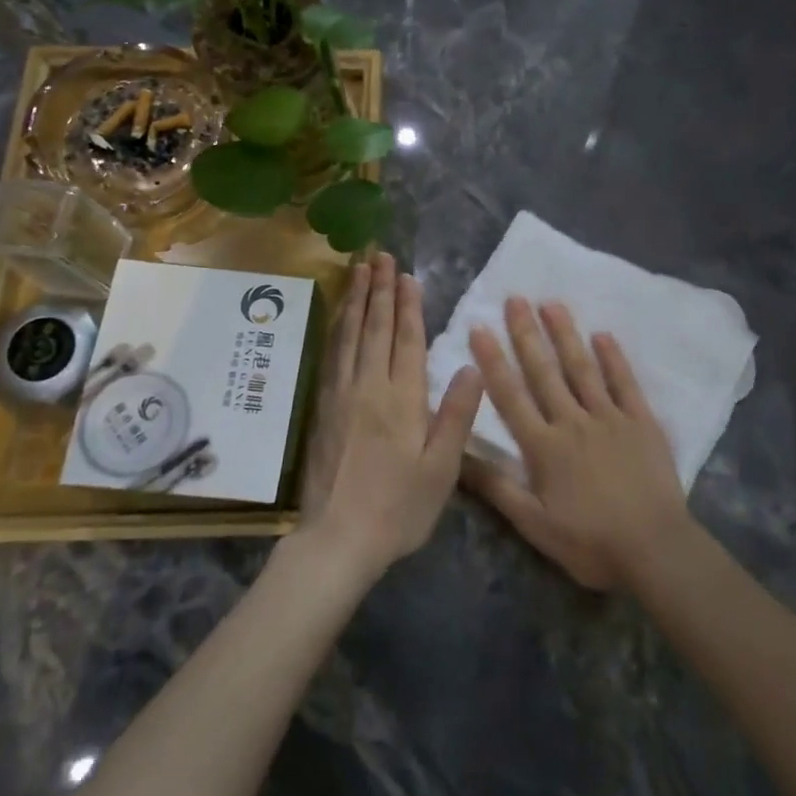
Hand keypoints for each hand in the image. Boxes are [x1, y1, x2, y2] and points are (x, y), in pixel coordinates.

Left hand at [296, 252, 483, 575]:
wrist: (337, 539)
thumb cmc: (398, 508)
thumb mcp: (441, 468)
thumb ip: (456, 414)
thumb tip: (471, 364)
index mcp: (401, 398)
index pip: (407, 340)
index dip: (409, 305)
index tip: (407, 275)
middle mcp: (368, 386)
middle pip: (375, 328)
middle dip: (379, 289)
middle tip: (379, 255)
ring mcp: (341, 395)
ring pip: (349, 335)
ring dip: (356, 300)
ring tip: (358, 270)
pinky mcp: (323, 409)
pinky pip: (331, 355)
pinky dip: (337, 328)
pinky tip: (340, 317)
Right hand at [463, 298, 690, 590]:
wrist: (655, 549)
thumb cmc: (590, 542)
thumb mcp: (534, 524)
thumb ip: (496, 487)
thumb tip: (457, 456)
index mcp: (544, 446)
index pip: (510, 395)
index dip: (493, 361)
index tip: (479, 328)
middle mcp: (573, 422)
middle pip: (544, 372)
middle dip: (527, 334)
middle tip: (515, 299)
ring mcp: (610, 418)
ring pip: (582, 369)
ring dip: (566, 335)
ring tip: (551, 304)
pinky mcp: (641, 422)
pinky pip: (625, 383)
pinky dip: (614, 358)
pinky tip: (603, 335)